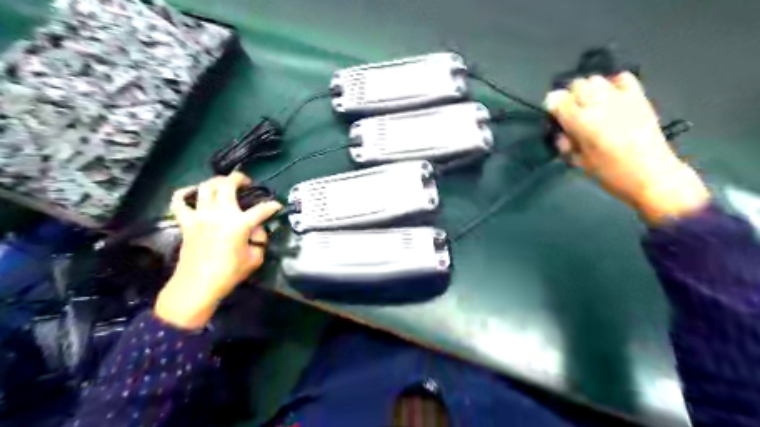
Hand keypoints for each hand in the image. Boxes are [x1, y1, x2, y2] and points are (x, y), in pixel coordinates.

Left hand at [154, 172, 281, 329]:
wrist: (197, 286)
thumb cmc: (229, 274)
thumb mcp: (254, 259)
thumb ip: (259, 240)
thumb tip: (256, 229)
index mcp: (239, 224)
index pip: (262, 209)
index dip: (272, 206)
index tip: (277, 206)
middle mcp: (219, 214)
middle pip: (227, 185)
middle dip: (239, 178)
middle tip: (246, 182)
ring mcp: (200, 216)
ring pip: (206, 187)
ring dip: (216, 181)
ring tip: (224, 184)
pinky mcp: (186, 222)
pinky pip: (179, 201)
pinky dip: (185, 193)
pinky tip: (194, 192)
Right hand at [543, 72, 709, 222]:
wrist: (651, 175)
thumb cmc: (610, 173)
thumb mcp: (579, 161)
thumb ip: (566, 142)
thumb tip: (560, 130)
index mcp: (582, 122)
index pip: (557, 100)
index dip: (551, 106)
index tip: (553, 115)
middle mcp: (599, 104)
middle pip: (576, 85)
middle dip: (569, 97)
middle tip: (571, 113)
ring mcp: (620, 97)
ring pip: (595, 79)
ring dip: (588, 90)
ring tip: (590, 105)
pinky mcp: (638, 97)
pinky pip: (622, 78)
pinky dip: (612, 84)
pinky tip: (611, 97)